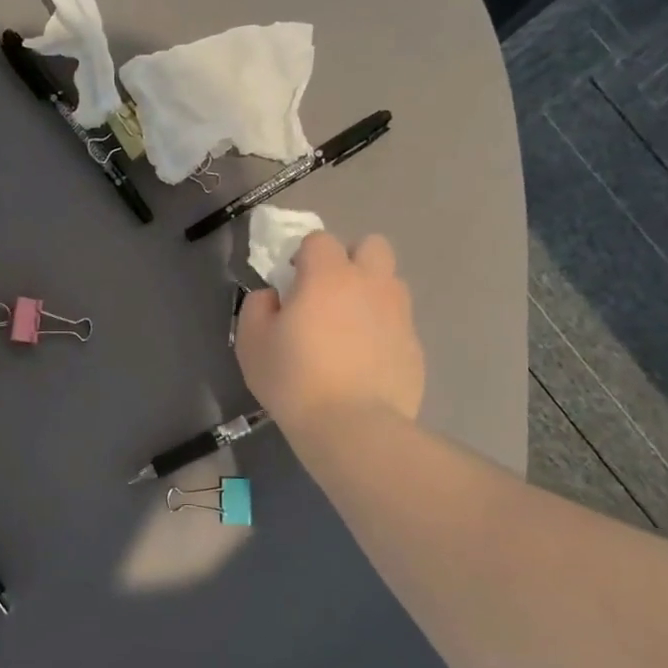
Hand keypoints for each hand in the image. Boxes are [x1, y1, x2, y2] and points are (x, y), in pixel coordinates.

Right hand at [234, 232, 423, 431]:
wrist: (353, 427)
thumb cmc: (294, 380)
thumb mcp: (252, 342)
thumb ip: (258, 306)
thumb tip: (273, 296)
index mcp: (329, 276)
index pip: (319, 240)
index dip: (303, 256)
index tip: (291, 283)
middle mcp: (371, 284)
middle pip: (371, 246)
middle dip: (350, 260)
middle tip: (328, 295)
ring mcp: (399, 315)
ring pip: (390, 283)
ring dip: (370, 294)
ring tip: (349, 330)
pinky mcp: (415, 347)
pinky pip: (398, 324)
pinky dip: (382, 333)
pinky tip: (364, 364)